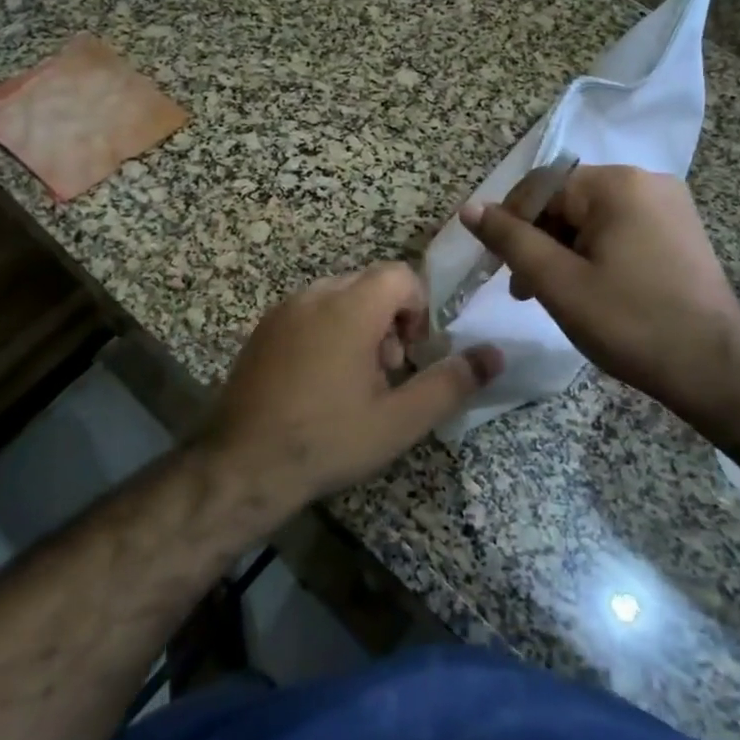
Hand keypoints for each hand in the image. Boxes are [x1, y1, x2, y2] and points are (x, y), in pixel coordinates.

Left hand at [201, 263, 502, 512]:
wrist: (244, 464)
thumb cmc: (328, 440)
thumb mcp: (399, 420)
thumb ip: (450, 383)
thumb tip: (495, 355)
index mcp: (350, 308)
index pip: (399, 274)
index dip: (417, 308)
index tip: (412, 353)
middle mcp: (315, 296)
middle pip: (369, 283)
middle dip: (389, 319)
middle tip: (385, 371)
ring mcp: (284, 310)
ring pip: (339, 296)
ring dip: (359, 324)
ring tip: (355, 380)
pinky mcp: (264, 328)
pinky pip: (310, 310)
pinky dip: (328, 329)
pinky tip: (320, 381)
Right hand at [461, 165, 739, 426]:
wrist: (716, 370)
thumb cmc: (630, 322)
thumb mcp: (557, 282)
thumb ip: (510, 240)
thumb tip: (470, 208)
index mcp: (616, 184)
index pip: (541, 187)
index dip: (511, 223)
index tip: (499, 267)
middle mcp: (646, 181)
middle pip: (567, 201)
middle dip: (539, 241)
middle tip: (523, 289)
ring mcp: (669, 205)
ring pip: (592, 218)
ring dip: (564, 251)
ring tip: (554, 295)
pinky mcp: (680, 231)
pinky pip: (620, 229)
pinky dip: (595, 253)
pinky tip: (591, 290)